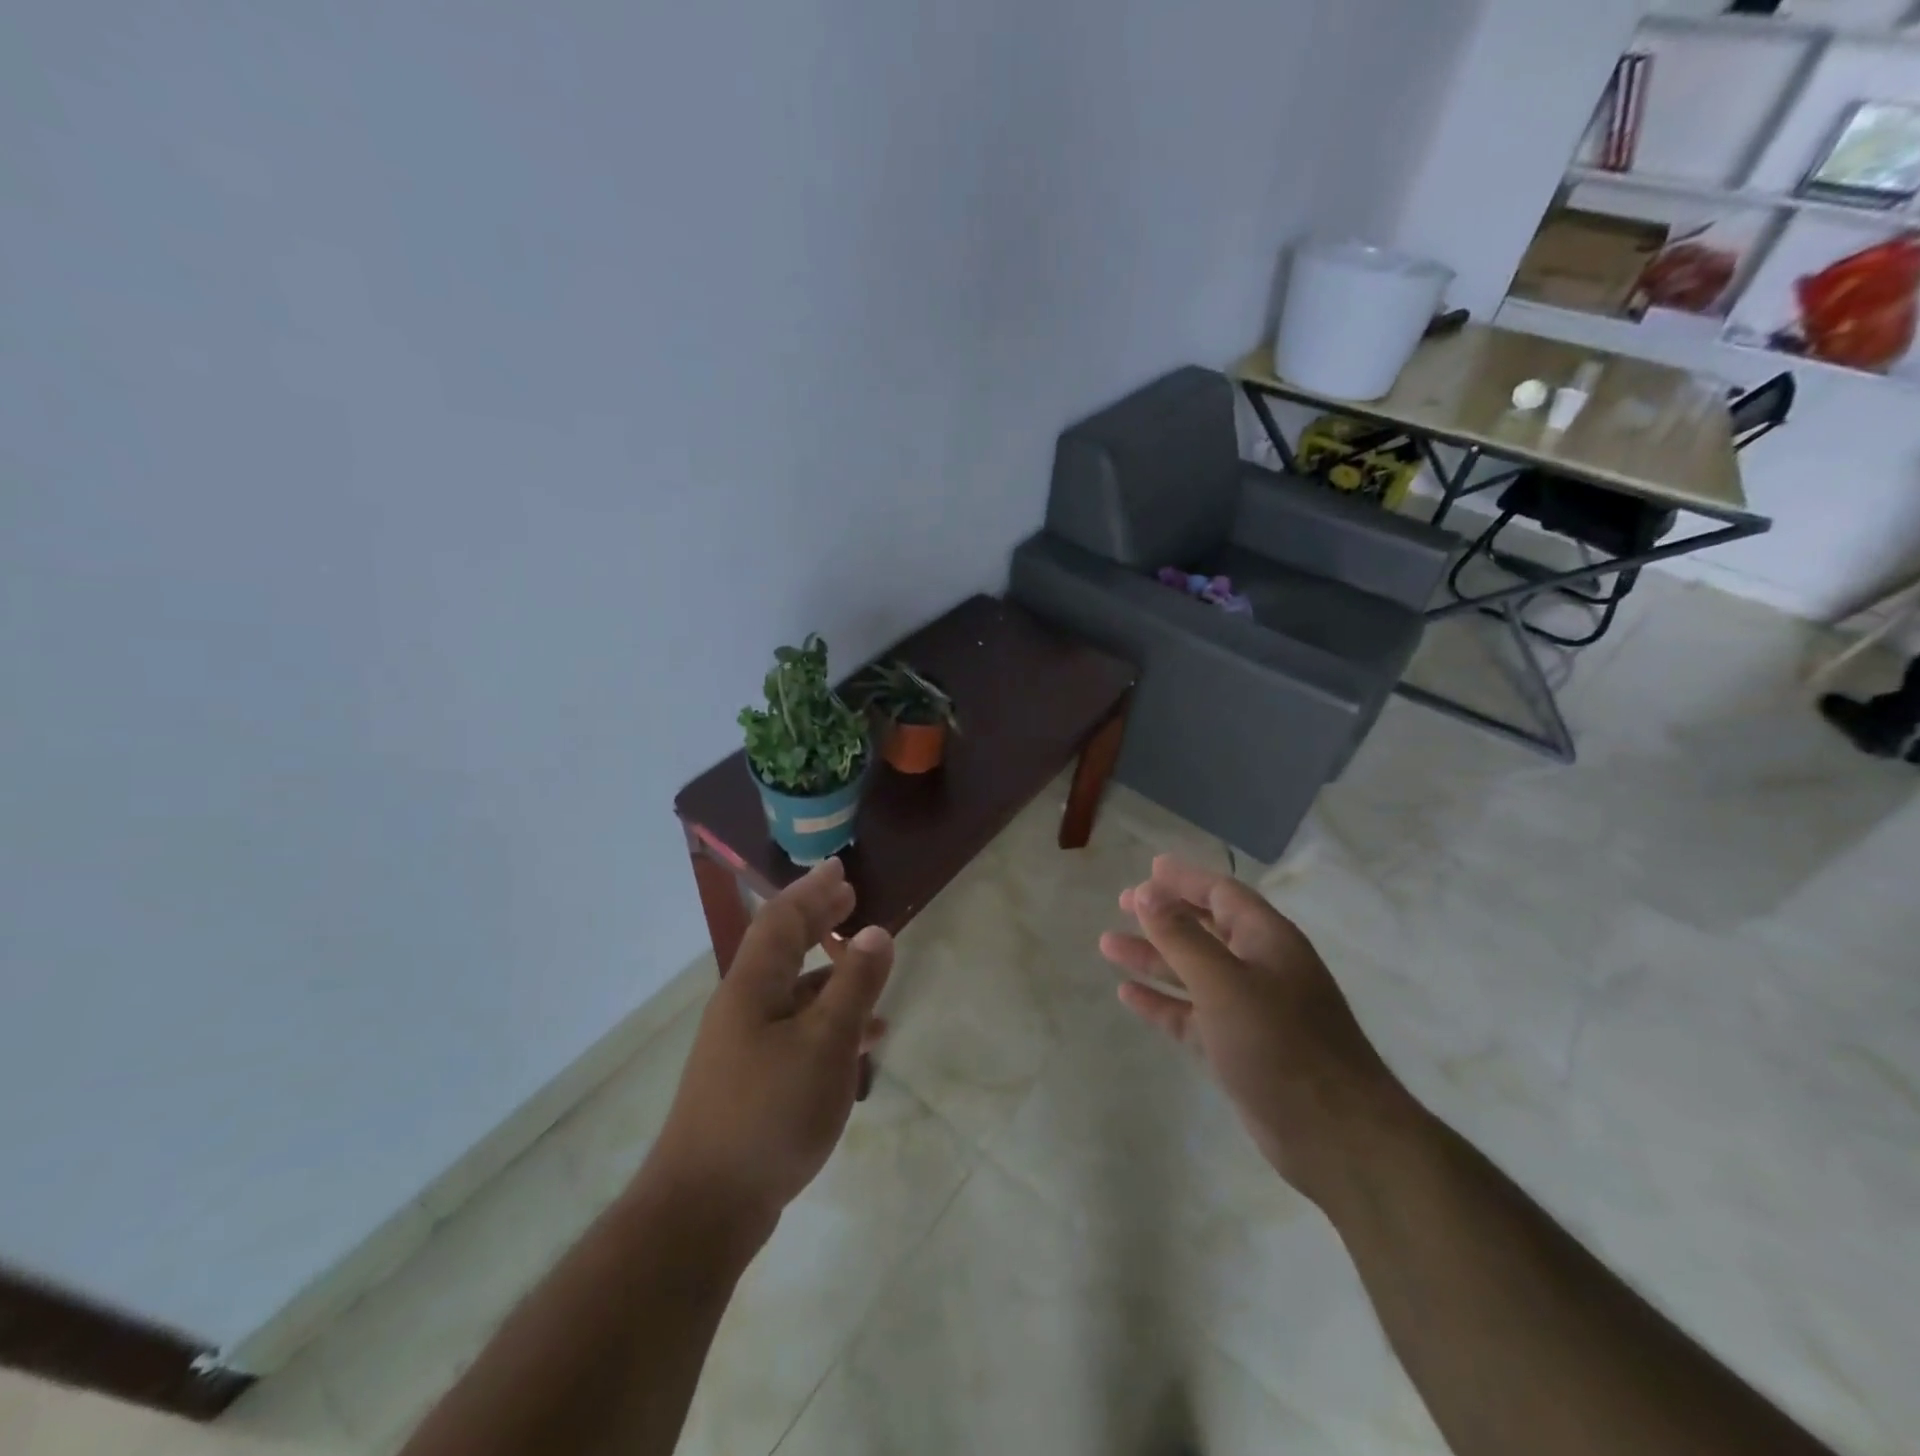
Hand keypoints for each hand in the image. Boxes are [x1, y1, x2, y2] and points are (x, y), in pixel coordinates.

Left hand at [639, 859, 892, 1243]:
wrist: (704, 1210)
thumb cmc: (769, 1113)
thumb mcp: (824, 1044)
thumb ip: (853, 986)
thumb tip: (876, 931)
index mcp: (752, 986)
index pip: (782, 919)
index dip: (813, 891)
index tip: (841, 870)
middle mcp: (743, 1007)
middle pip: (783, 948)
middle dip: (818, 922)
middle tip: (851, 900)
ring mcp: (744, 1047)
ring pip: (793, 993)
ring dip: (830, 974)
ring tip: (870, 968)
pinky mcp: (752, 1082)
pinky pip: (797, 1031)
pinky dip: (829, 1022)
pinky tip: (863, 1041)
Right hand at [1098, 855, 1407, 1202]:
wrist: (1335, 1137)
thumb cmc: (1280, 1044)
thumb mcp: (1224, 983)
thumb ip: (1181, 936)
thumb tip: (1147, 891)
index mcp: (1267, 940)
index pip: (1221, 893)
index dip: (1185, 879)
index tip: (1148, 870)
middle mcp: (1259, 967)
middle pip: (1205, 928)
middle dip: (1164, 915)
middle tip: (1123, 903)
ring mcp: (1249, 1010)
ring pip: (1192, 971)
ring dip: (1153, 957)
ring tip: (1107, 944)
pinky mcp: (1237, 1047)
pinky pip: (1191, 1014)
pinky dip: (1162, 1001)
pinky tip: (1128, 994)